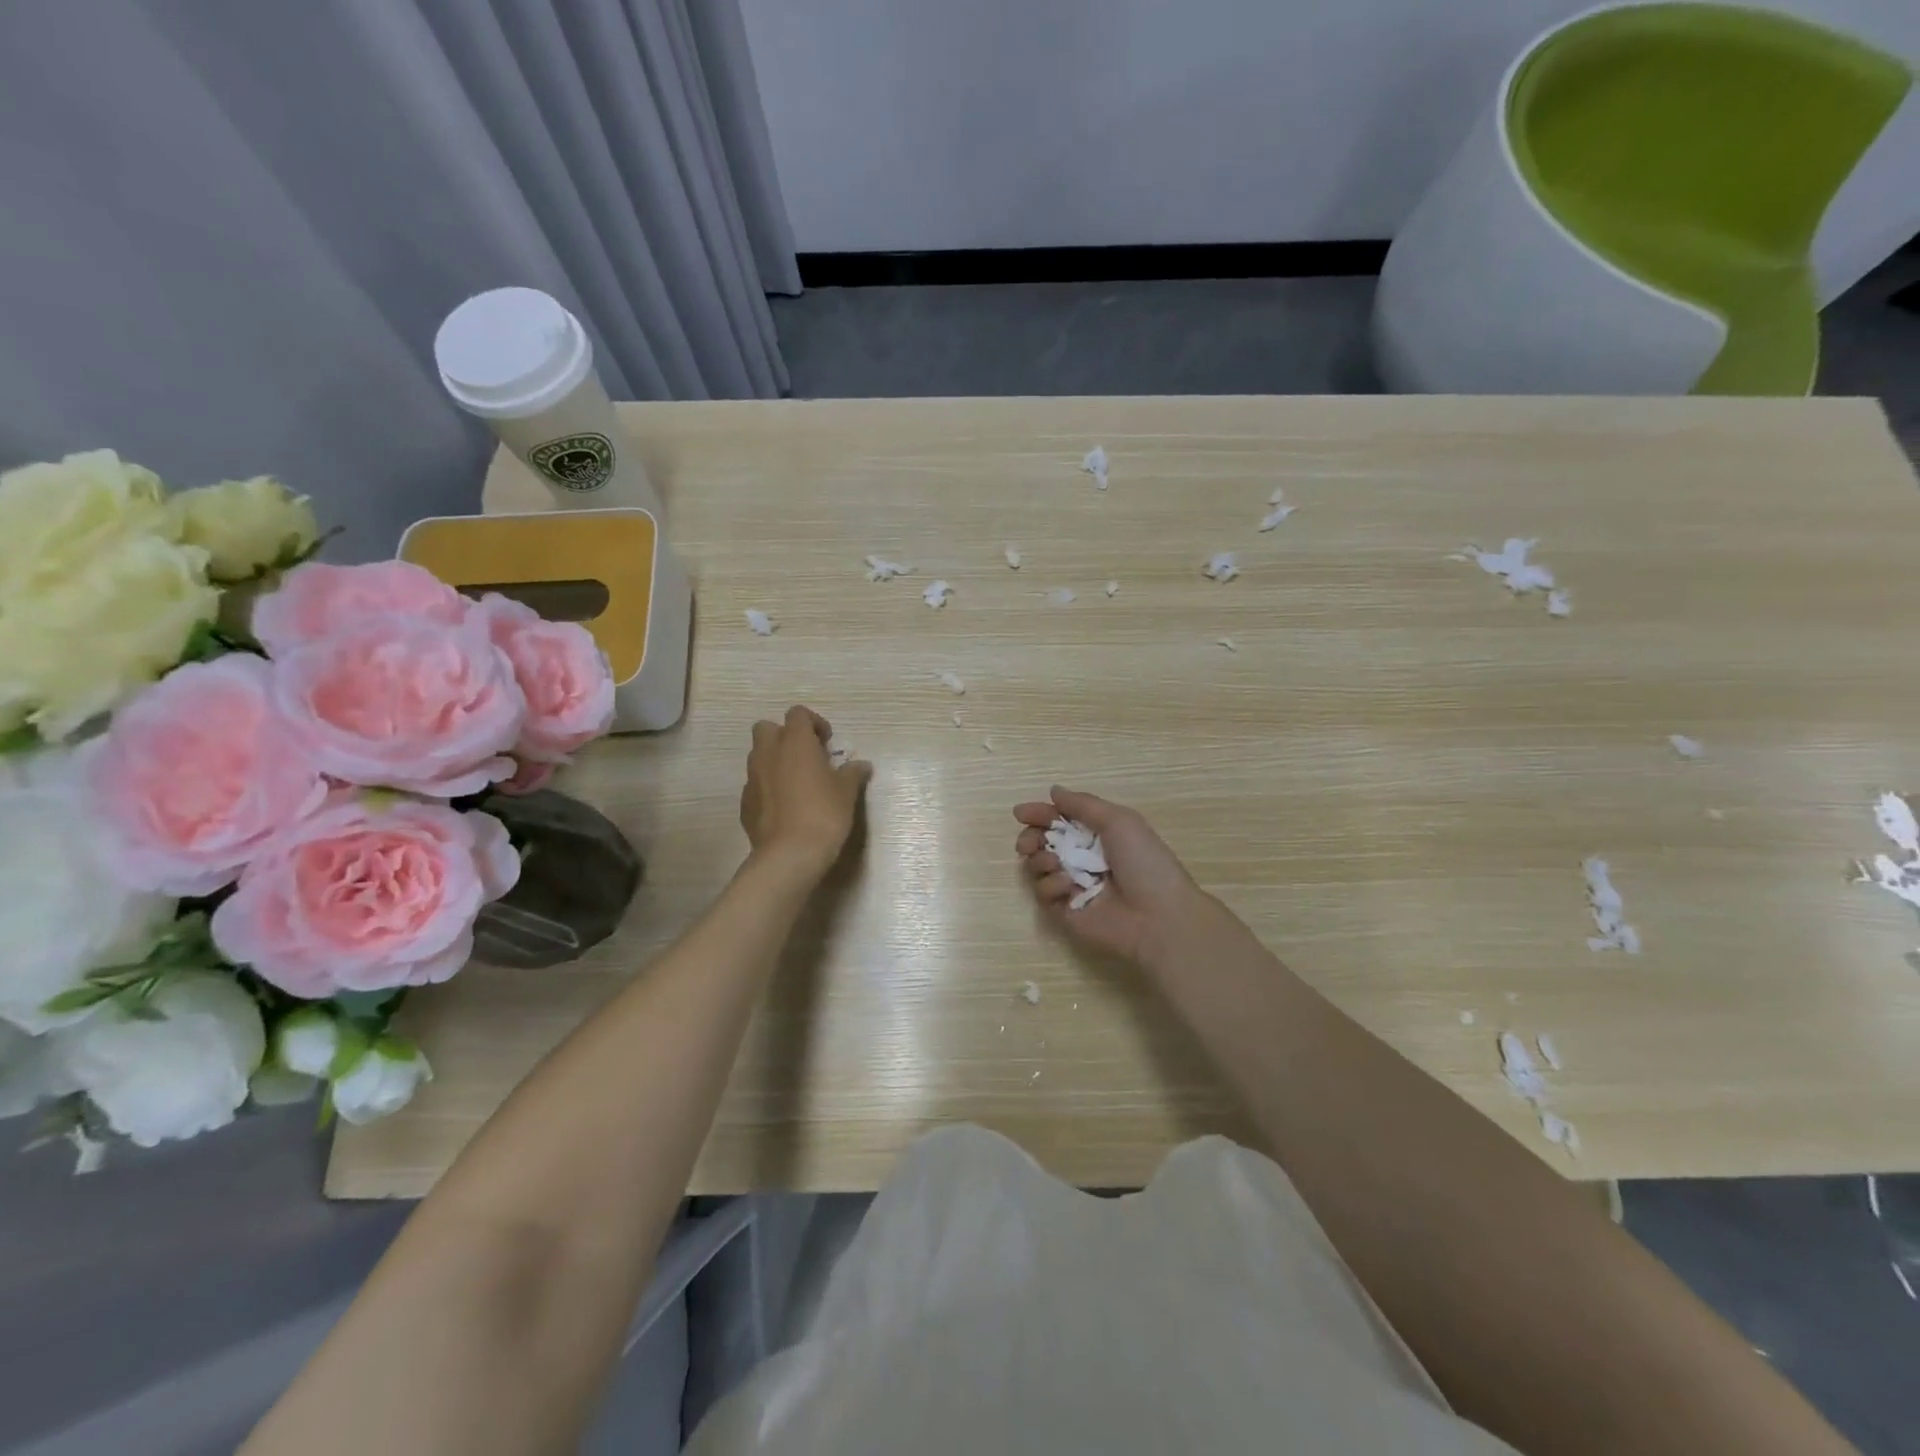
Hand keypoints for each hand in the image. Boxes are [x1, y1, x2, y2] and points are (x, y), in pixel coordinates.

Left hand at [741, 706, 871, 881]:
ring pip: (759, 756)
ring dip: (775, 761)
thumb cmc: (824, 813)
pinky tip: (785, 806)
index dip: (814, 722)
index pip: (798, 713)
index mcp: (795, 742)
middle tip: (807, 756)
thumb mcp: (847, 792)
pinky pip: (756, 784)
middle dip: (785, 736)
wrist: (789, 854)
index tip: (827, 742)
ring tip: (797, 782)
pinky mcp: (745, 802)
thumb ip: (853, 773)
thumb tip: (861, 765)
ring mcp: (752, 778)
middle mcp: (769, 753)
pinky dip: (768, 786)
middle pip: (767, 728)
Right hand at [1014, 787, 1208, 966]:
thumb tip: (1053, 791)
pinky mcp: (1065, 912)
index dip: (1040, 815)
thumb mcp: (1119, 821)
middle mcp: (1082, 859)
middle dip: (1030, 838)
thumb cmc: (1144, 862)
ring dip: (1040, 860)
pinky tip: (1068, 886)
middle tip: (1028, 843)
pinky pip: (1044, 894)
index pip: (1060, 821)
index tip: (1021, 814)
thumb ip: (1082, 804)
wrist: (1158, 916)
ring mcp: (1072, 886)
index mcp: (1097, 835)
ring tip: (1054, 863)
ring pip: (1038, 867)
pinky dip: (1051, 885)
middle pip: (1042, 843)